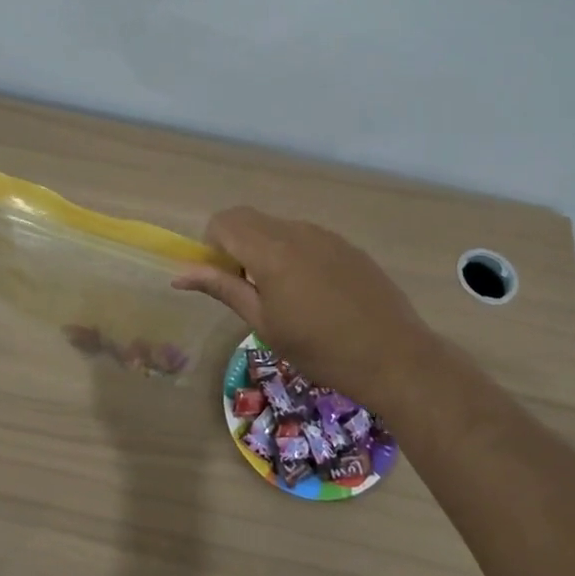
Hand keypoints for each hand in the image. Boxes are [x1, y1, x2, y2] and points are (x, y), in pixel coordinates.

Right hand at [172, 207, 434, 409]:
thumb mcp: (264, 324)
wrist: (394, 357)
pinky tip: (316, 295)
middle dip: (235, 244)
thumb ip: (223, 289)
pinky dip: (294, 254)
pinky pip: (306, 237)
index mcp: (270, 250)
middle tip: (249, 288)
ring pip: (277, 227)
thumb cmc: (320, 349)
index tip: (225, 280)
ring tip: (286, 296)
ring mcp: (325, 235)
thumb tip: (180, 275)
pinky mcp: (347, 245)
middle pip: (248, 219)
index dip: (212, 246)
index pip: (223, 222)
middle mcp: (296, 231)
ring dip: (265, 249)